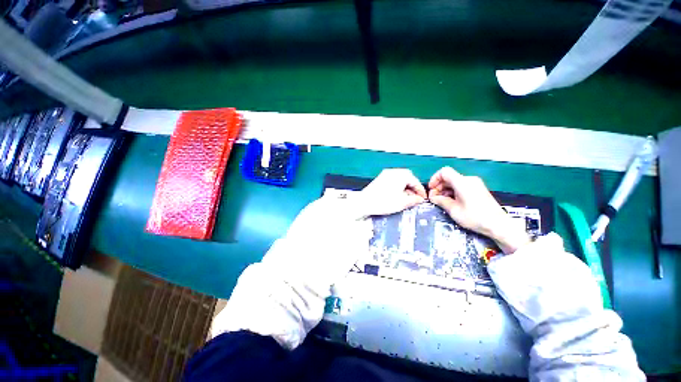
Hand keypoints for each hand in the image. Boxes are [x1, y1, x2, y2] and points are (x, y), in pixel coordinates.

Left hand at [358, 169, 427, 216]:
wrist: (364, 202)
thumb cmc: (381, 202)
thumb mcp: (402, 203)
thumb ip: (414, 200)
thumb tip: (419, 199)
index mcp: (401, 175)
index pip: (416, 182)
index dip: (421, 191)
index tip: (422, 198)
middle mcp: (393, 172)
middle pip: (408, 179)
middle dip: (413, 188)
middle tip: (415, 198)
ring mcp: (386, 174)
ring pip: (400, 180)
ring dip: (405, 188)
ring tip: (406, 198)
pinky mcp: (380, 179)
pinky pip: (393, 181)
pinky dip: (397, 187)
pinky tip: (397, 196)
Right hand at [428, 167, 529, 253]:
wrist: (498, 225)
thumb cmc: (475, 217)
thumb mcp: (453, 210)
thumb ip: (440, 201)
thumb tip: (433, 197)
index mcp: (462, 182)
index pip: (444, 172)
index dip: (434, 179)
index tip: (431, 189)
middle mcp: (469, 180)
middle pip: (448, 177)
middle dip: (439, 187)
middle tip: (434, 198)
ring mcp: (475, 184)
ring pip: (454, 182)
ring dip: (445, 190)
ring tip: (442, 202)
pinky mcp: (478, 189)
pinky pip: (461, 186)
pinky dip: (453, 192)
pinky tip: (452, 202)